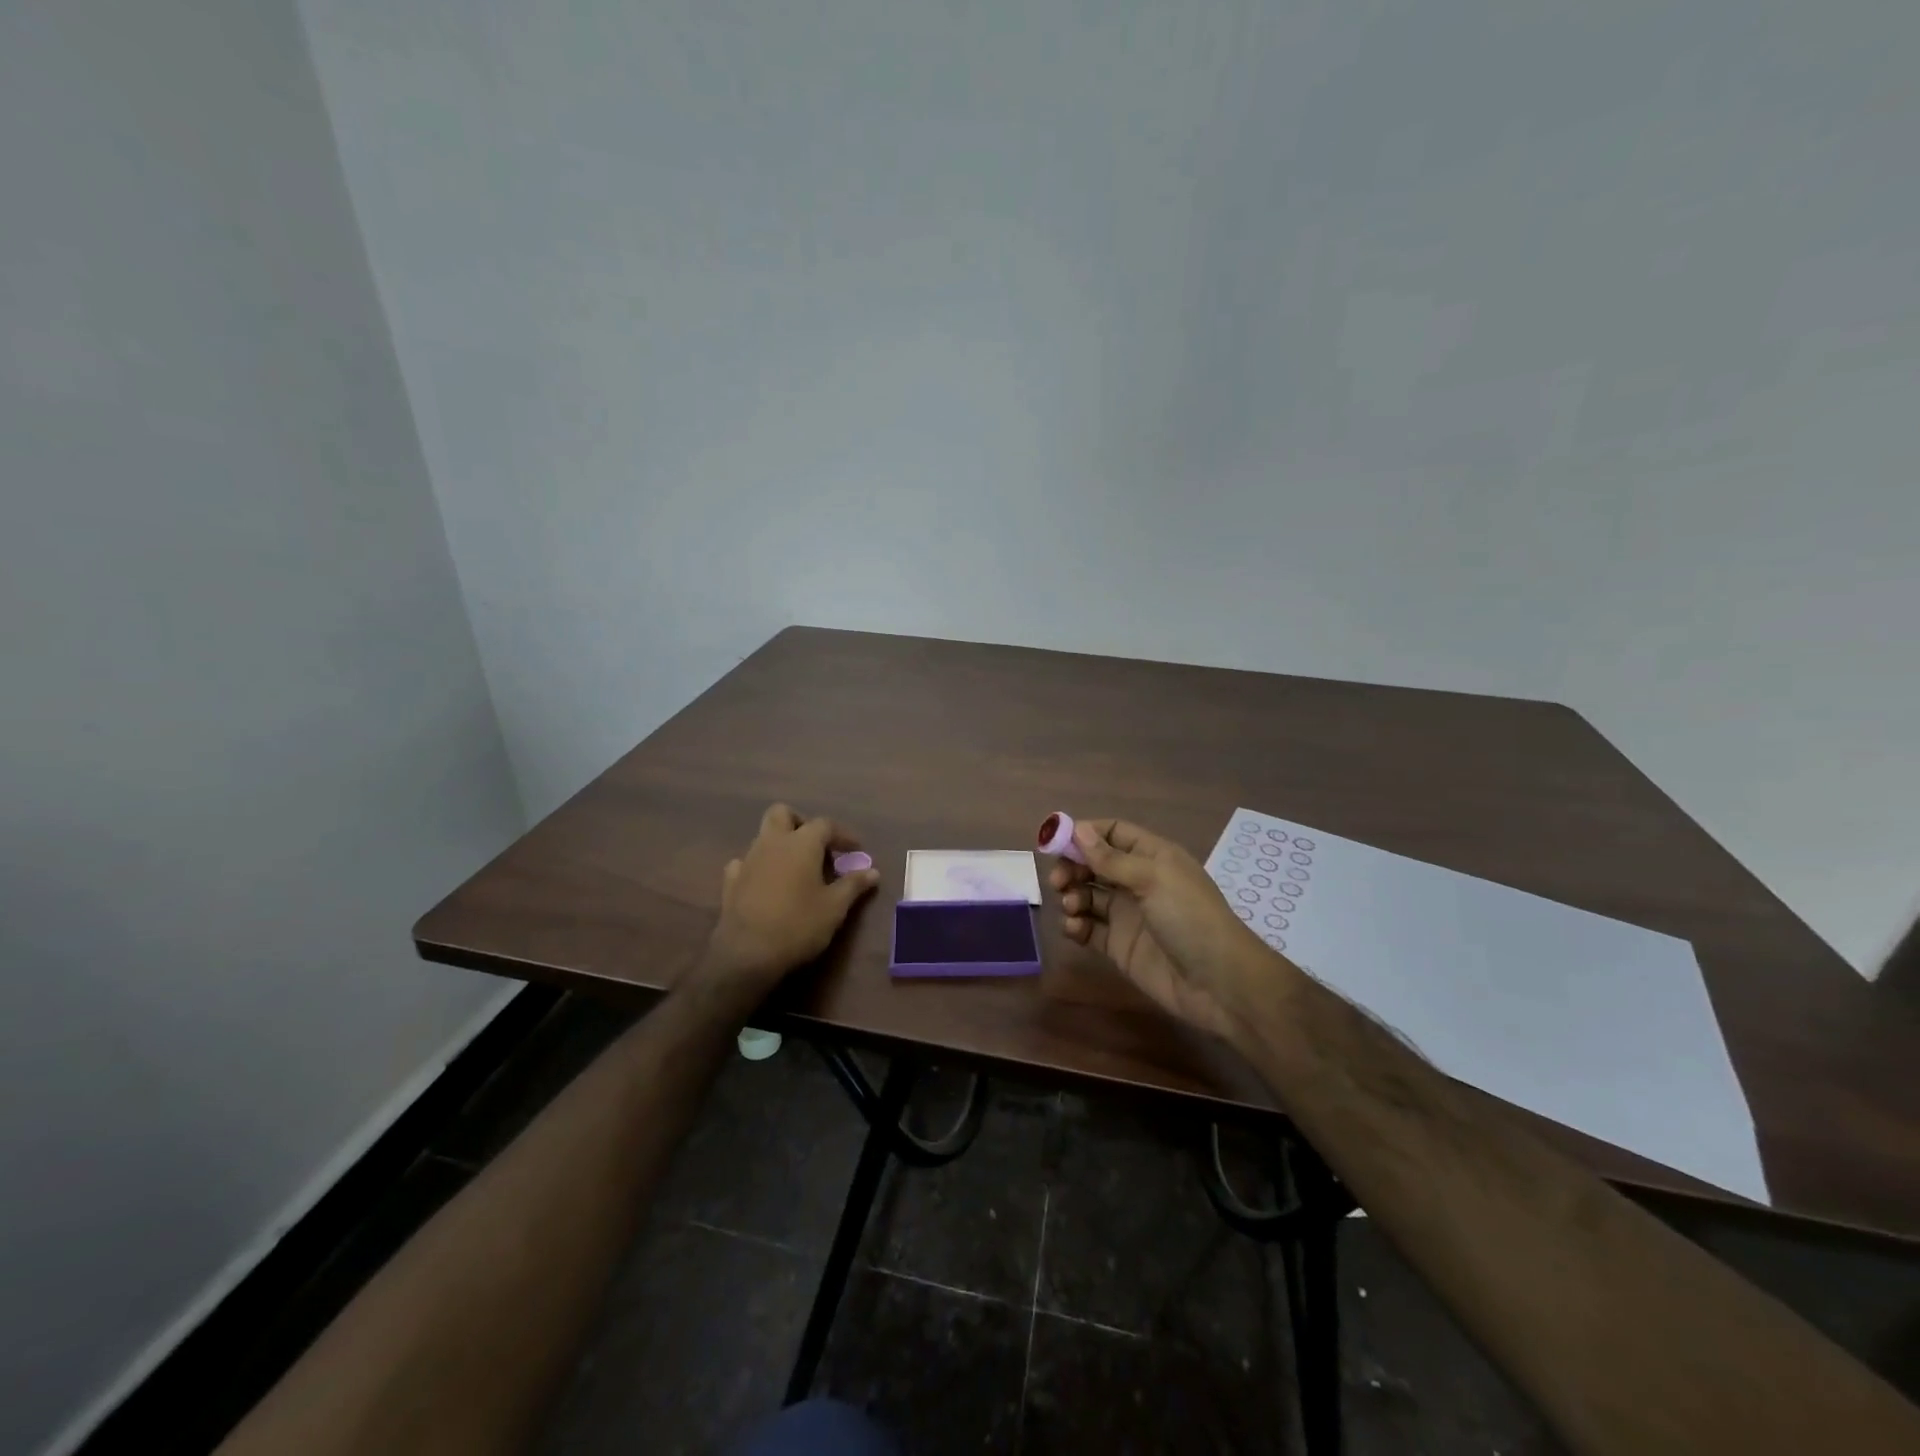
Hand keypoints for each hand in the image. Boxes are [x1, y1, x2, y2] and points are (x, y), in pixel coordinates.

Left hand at [699, 803, 879, 1004]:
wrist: (746, 954)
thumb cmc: (798, 925)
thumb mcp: (835, 907)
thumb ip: (854, 885)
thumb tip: (873, 871)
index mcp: (801, 843)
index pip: (825, 824)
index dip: (843, 835)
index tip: (855, 851)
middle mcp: (772, 842)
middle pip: (782, 813)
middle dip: (800, 823)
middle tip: (816, 847)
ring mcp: (748, 860)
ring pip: (763, 836)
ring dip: (781, 845)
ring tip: (797, 870)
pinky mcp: (730, 881)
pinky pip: (744, 862)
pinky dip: (758, 867)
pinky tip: (766, 884)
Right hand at [1050, 818, 1285, 1043]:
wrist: (1219, 984)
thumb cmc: (1190, 918)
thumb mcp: (1152, 879)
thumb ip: (1111, 858)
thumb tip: (1078, 829)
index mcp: (1152, 857)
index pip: (1112, 833)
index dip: (1084, 834)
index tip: (1055, 841)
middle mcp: (1138, 881)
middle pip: (1094, 864)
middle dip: (1072, 867)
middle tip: (1058, 881)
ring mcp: (1128, 915)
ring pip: (1088, 895)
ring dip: (1072, 896)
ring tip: (1072, 907)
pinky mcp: (1119, 945)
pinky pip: (1089, 928)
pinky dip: (1076, 925)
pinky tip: (1074, 928)